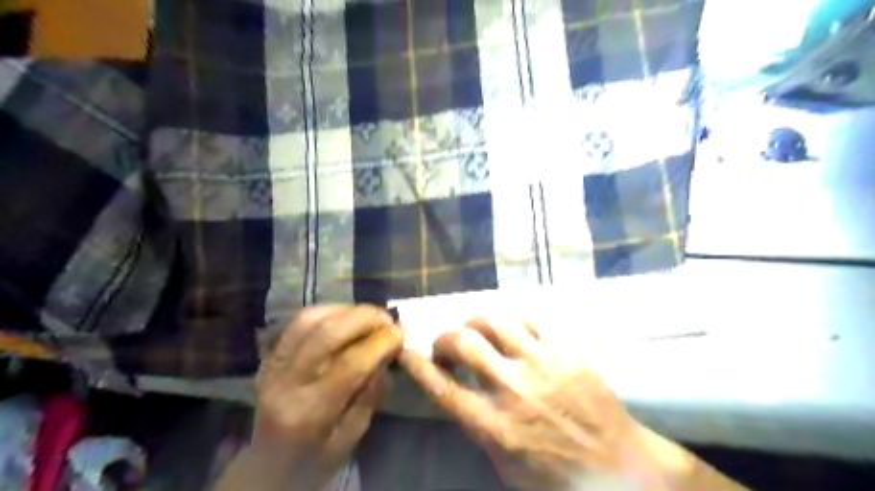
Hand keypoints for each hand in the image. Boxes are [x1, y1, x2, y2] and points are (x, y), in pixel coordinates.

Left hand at [251, 305, 404, 488]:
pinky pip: (299, 321)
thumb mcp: (351, 437)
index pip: (349, 365)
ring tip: (370, 316)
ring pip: (310, 320)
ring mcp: (273, 365)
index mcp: (309, 413)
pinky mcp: (270, 356)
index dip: (380, 343)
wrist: (267, 467)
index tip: (401, 334)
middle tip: (388, 320)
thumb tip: (389, 352)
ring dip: (346, 310)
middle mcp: (286, 383)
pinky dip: (328, 311)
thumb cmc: (315, 459)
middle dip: (365, 318)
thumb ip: (371, 393)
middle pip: (327, 334)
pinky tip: (347, 316)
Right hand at [399, 319, 678, 490]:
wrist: (621, 468)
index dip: (418, 365)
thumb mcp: (506, 465)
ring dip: (475, 322)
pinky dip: (511, 322)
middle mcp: (512, 389)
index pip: (442, 387)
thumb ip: (478, 427)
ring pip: (494, 321)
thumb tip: (459, 394)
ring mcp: (541, 364)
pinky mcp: (565, 351)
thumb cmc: (558, 476)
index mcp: (494, 427)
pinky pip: (528, 320)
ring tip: (476, 331)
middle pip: (463, 343)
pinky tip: (510, 331)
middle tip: (447, 346)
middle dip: (444, 338)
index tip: (406, 351)